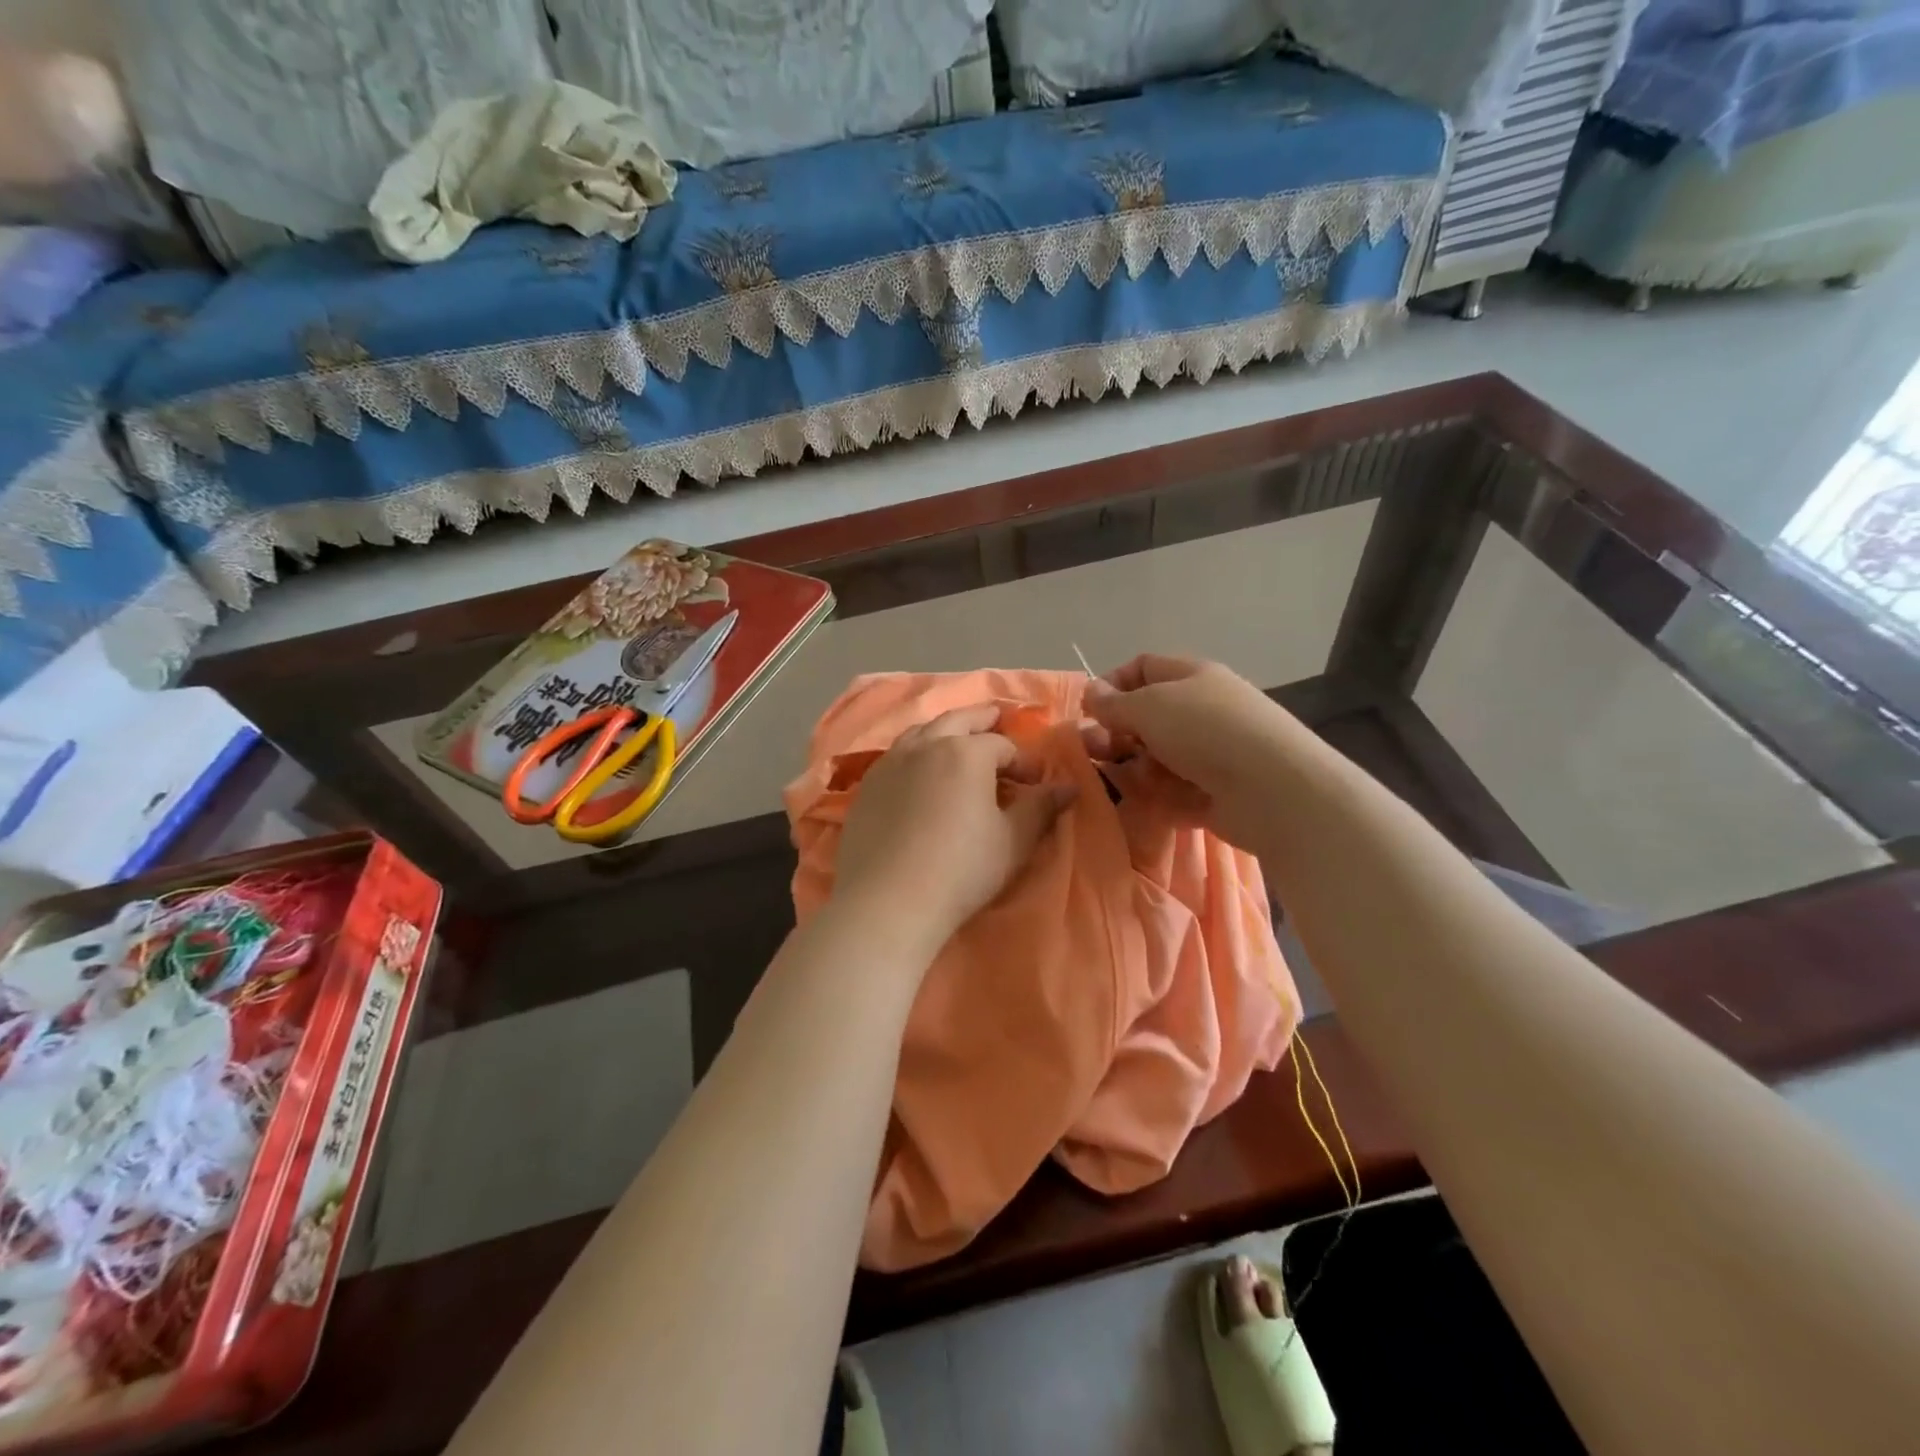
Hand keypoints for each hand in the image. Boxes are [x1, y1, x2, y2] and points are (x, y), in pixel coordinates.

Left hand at [833, 704, 1075, 946]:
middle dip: (981, 719)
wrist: (888, 901)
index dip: (1023, 761)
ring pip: (921, 732)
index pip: (1002, 745)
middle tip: (995, 716)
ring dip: (944, 730)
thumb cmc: (961, 869)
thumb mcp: (1013, 841)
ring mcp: (890, 763)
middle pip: (957, 721)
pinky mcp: (867, 786)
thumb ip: (1041, 808)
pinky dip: (915, 751)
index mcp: (966, 753)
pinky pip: (896, 755)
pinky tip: (918, 770)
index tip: (1034, 782)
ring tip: (955, 737)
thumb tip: (1068, 786)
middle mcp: (926, 746)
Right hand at [1082, 654, 1300, 850]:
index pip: (1143, 668)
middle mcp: (1201, 711)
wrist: (1271, 789)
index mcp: (1191, 677)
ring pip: (1156, 758)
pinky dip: (1157, 798)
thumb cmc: (1205, 730)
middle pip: (1146, 718)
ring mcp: (1210, 754)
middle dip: (1116, 734)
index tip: (1088, 711)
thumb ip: (1113, 702)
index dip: (1112, 685)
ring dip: (1133, 770)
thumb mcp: (1149, 706)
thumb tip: (1091, 692)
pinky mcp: (1214, 794)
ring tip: (1122, 782)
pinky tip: (1147, 804)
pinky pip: (1173, 792)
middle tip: (1094, 752)